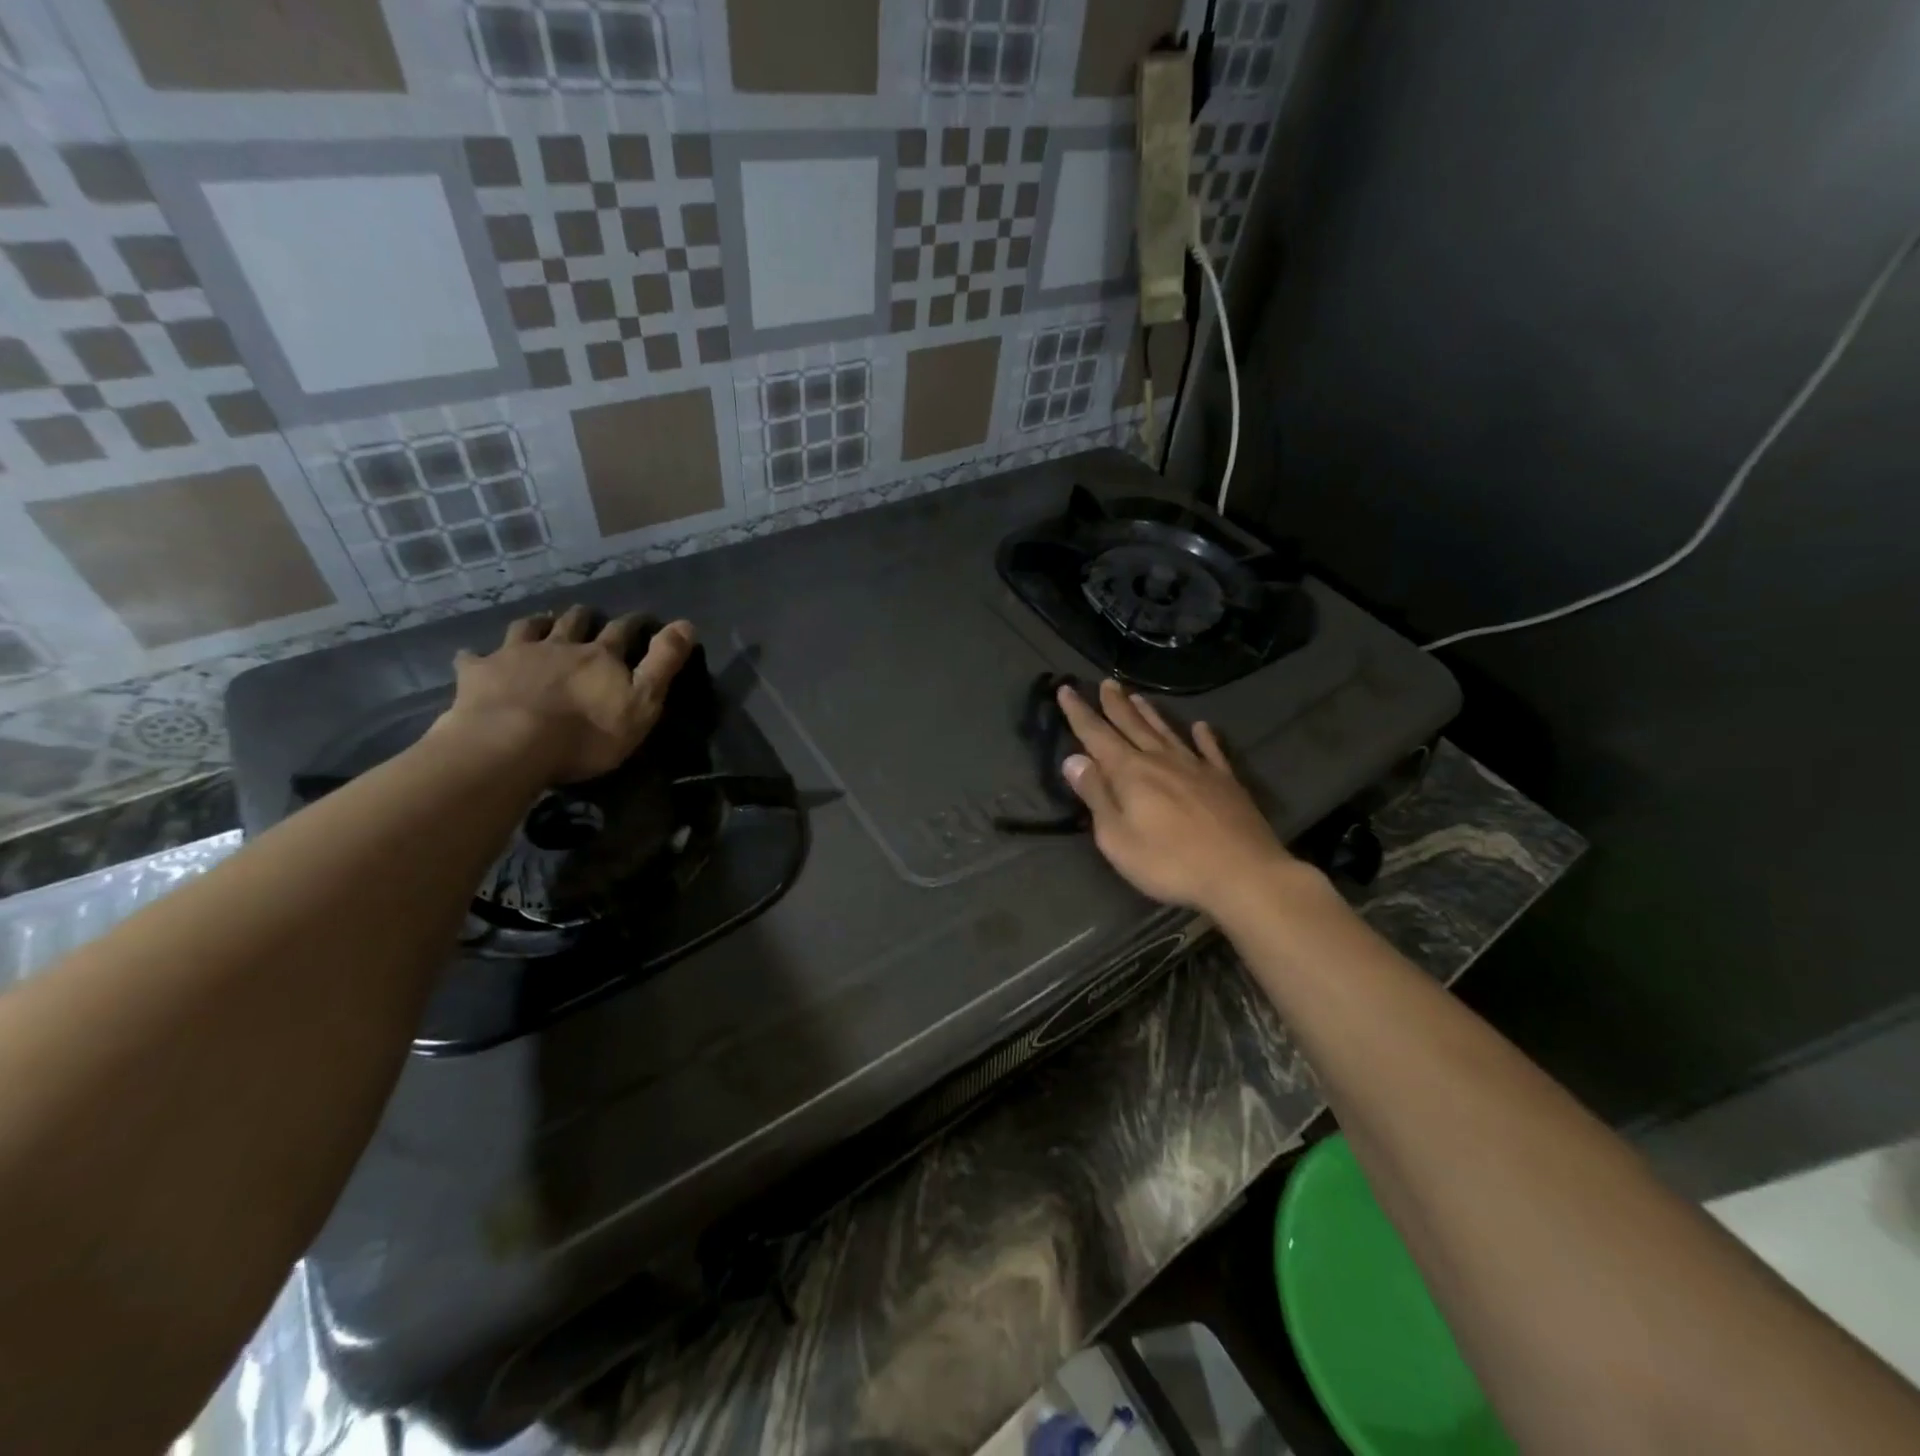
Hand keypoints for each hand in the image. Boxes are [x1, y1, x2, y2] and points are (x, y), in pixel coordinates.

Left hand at [434, 606, 695, 783]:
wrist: (510, 745)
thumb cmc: (586, 733)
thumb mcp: (642, 702)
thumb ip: (663, 664)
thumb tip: (687, 623)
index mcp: (600, 656)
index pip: (623, 631)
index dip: (635, 623)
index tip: (642, 619)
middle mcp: (559, 645)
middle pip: (574, 623)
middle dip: (584, 617)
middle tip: (587, 616)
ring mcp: (515, 655)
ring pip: (527, 628)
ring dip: (537, 624)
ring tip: (541, 622)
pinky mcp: (479, 673)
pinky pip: (474, 657)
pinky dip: (477, 655)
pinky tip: (474, 656)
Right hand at [1055, 679, 1296, 915]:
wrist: (1242, 873)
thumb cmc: (1169, 863)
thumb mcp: (1117, 838)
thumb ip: (1096, 796)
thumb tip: (1073, 760)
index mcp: (1130, 773)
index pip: (1097, 735)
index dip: (1079, 713)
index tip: (1066, 689)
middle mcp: (1161, 760)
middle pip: (1132, 725)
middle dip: (1115, 704)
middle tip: (1105, 682)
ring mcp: (1196, 768)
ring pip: (1166, 732)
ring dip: (1149, 714)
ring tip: (1137, 696)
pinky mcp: (1225, 781)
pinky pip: (1211, 750)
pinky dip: (1204, 736)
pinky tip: (1201, 726)